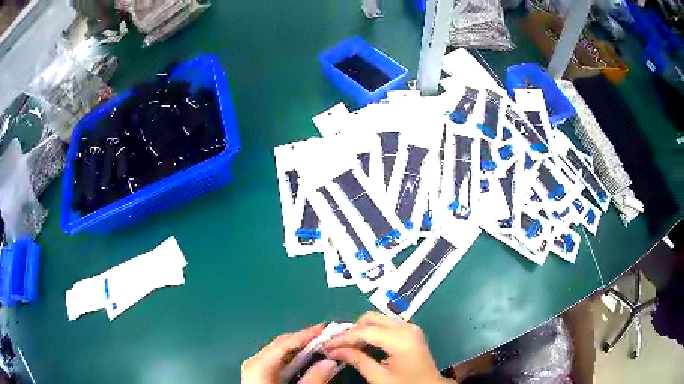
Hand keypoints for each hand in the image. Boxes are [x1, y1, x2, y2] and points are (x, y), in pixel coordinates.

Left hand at [241, 324, 337, 383]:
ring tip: (320, 342)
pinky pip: (278, 360)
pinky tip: (307, 357)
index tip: (326, 327)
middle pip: (282, 345)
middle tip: (326, 333)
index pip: (285, 343)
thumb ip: (314, 379)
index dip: (306, 334)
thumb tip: (331, 361)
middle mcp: (255, 361)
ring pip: (281, 352)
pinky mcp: (259, 374)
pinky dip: (294, 357)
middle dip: (304, 339)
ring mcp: (256, 367)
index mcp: (260, 364)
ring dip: (301, 347)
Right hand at [321, 312, 452, 383]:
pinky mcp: (411, 331)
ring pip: (378, 319)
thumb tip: (333, 351)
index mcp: (400, 338)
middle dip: (351, 331)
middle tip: (337, 345)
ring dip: (361, 330)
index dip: (343, 338)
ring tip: (347, 345)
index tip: (326, 345)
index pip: (365, 331)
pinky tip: (363, 344)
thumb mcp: (379, 377)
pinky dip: (372, 331)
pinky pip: (386, 324)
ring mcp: (410, 327)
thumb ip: (357, 360)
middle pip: (371, 318)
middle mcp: (406, 327)